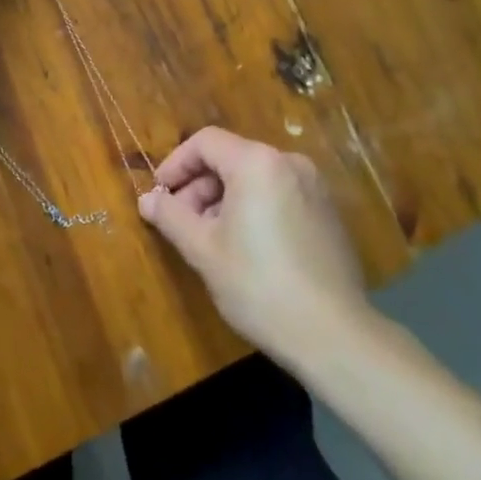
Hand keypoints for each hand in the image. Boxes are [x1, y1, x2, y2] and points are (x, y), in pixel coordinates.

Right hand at [139, 126, 375, 367]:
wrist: (335, 336)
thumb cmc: (259, 285)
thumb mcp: (203, 250)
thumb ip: (170, 216)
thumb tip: (146, 199)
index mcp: (257, 163)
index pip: (205, 143)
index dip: (175, 164)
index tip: (159, 195)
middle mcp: (289, 163)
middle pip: (231, 158)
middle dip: (199, 186)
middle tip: (181, 223)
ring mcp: (314, 187)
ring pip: (254, 178)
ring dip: (224, 199)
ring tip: (210, 239)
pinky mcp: (328, 213)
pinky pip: (279, 194)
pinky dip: (254, 208)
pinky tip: (246, 248)